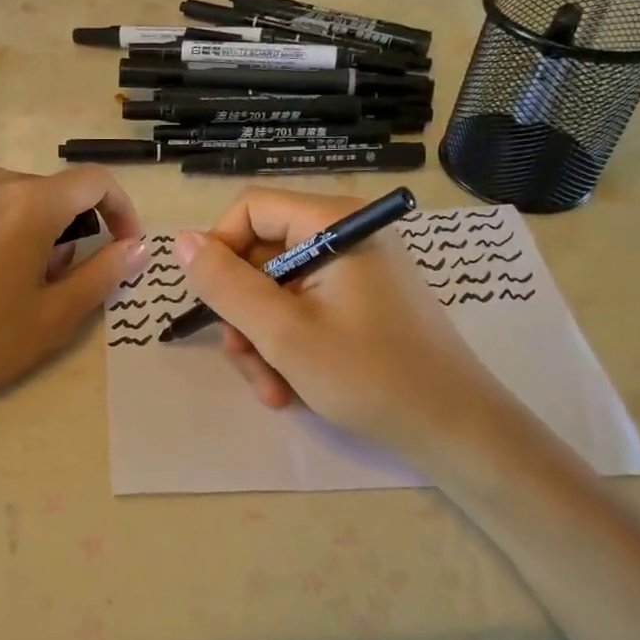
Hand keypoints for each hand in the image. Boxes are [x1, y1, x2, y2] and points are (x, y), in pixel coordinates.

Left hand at [0, 165, 144, 419]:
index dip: (121, 210)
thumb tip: (137, 247)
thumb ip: (104, 274)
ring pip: (12, 200)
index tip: (124, 245)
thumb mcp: (54, 317)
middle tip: (57, 283)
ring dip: (29, 231)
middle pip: (51, 193)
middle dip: (69, 230)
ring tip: (11, 283)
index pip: (94, 182)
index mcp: (30, 203)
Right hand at [174, 189, 510, 454]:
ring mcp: (358, 271)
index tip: (213, 303)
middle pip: (263, 255)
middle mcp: (348, 235)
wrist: (456, 431)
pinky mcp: (364, 302)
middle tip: (245, 362)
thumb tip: (183, 241)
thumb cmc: (370, 376)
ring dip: (263, 341)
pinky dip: (290, 346)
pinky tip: (291, 389)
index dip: (220, 251)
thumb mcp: (283, 333)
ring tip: (273, 390)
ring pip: (279, 291)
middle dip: (245, 314)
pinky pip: (306, 310)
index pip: (251, 209)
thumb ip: (227, 285)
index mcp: (335, 224)